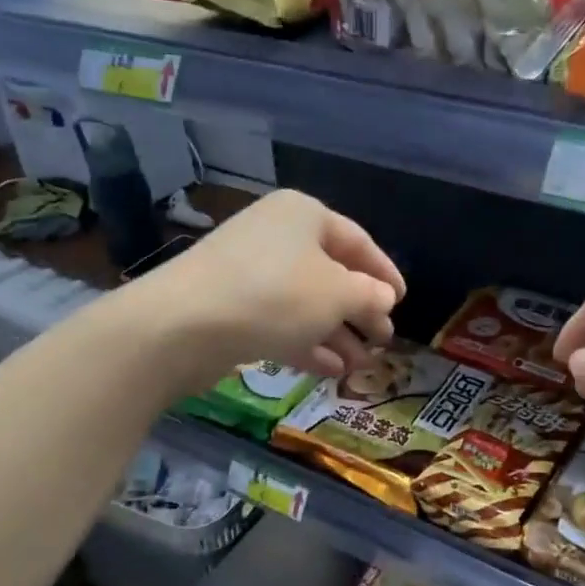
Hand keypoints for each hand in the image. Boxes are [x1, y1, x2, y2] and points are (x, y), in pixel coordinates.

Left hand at [134, 190, 404, 386]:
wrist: (181, 326)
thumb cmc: (274, 296)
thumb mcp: (337, 294)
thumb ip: (369, 295)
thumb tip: (384, 298)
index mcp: (304, 215)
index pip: (358, 241)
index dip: (385, 272)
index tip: (403, 301)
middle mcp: (277, 236)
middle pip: (331, 273)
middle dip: (360, 309)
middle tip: (384, 338)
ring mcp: (250, 272)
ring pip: (306, 302)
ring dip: (337, 333)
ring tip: (362, 364)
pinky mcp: (231, 308)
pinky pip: (280, 322)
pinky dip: (307, 343)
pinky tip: (331, 369)